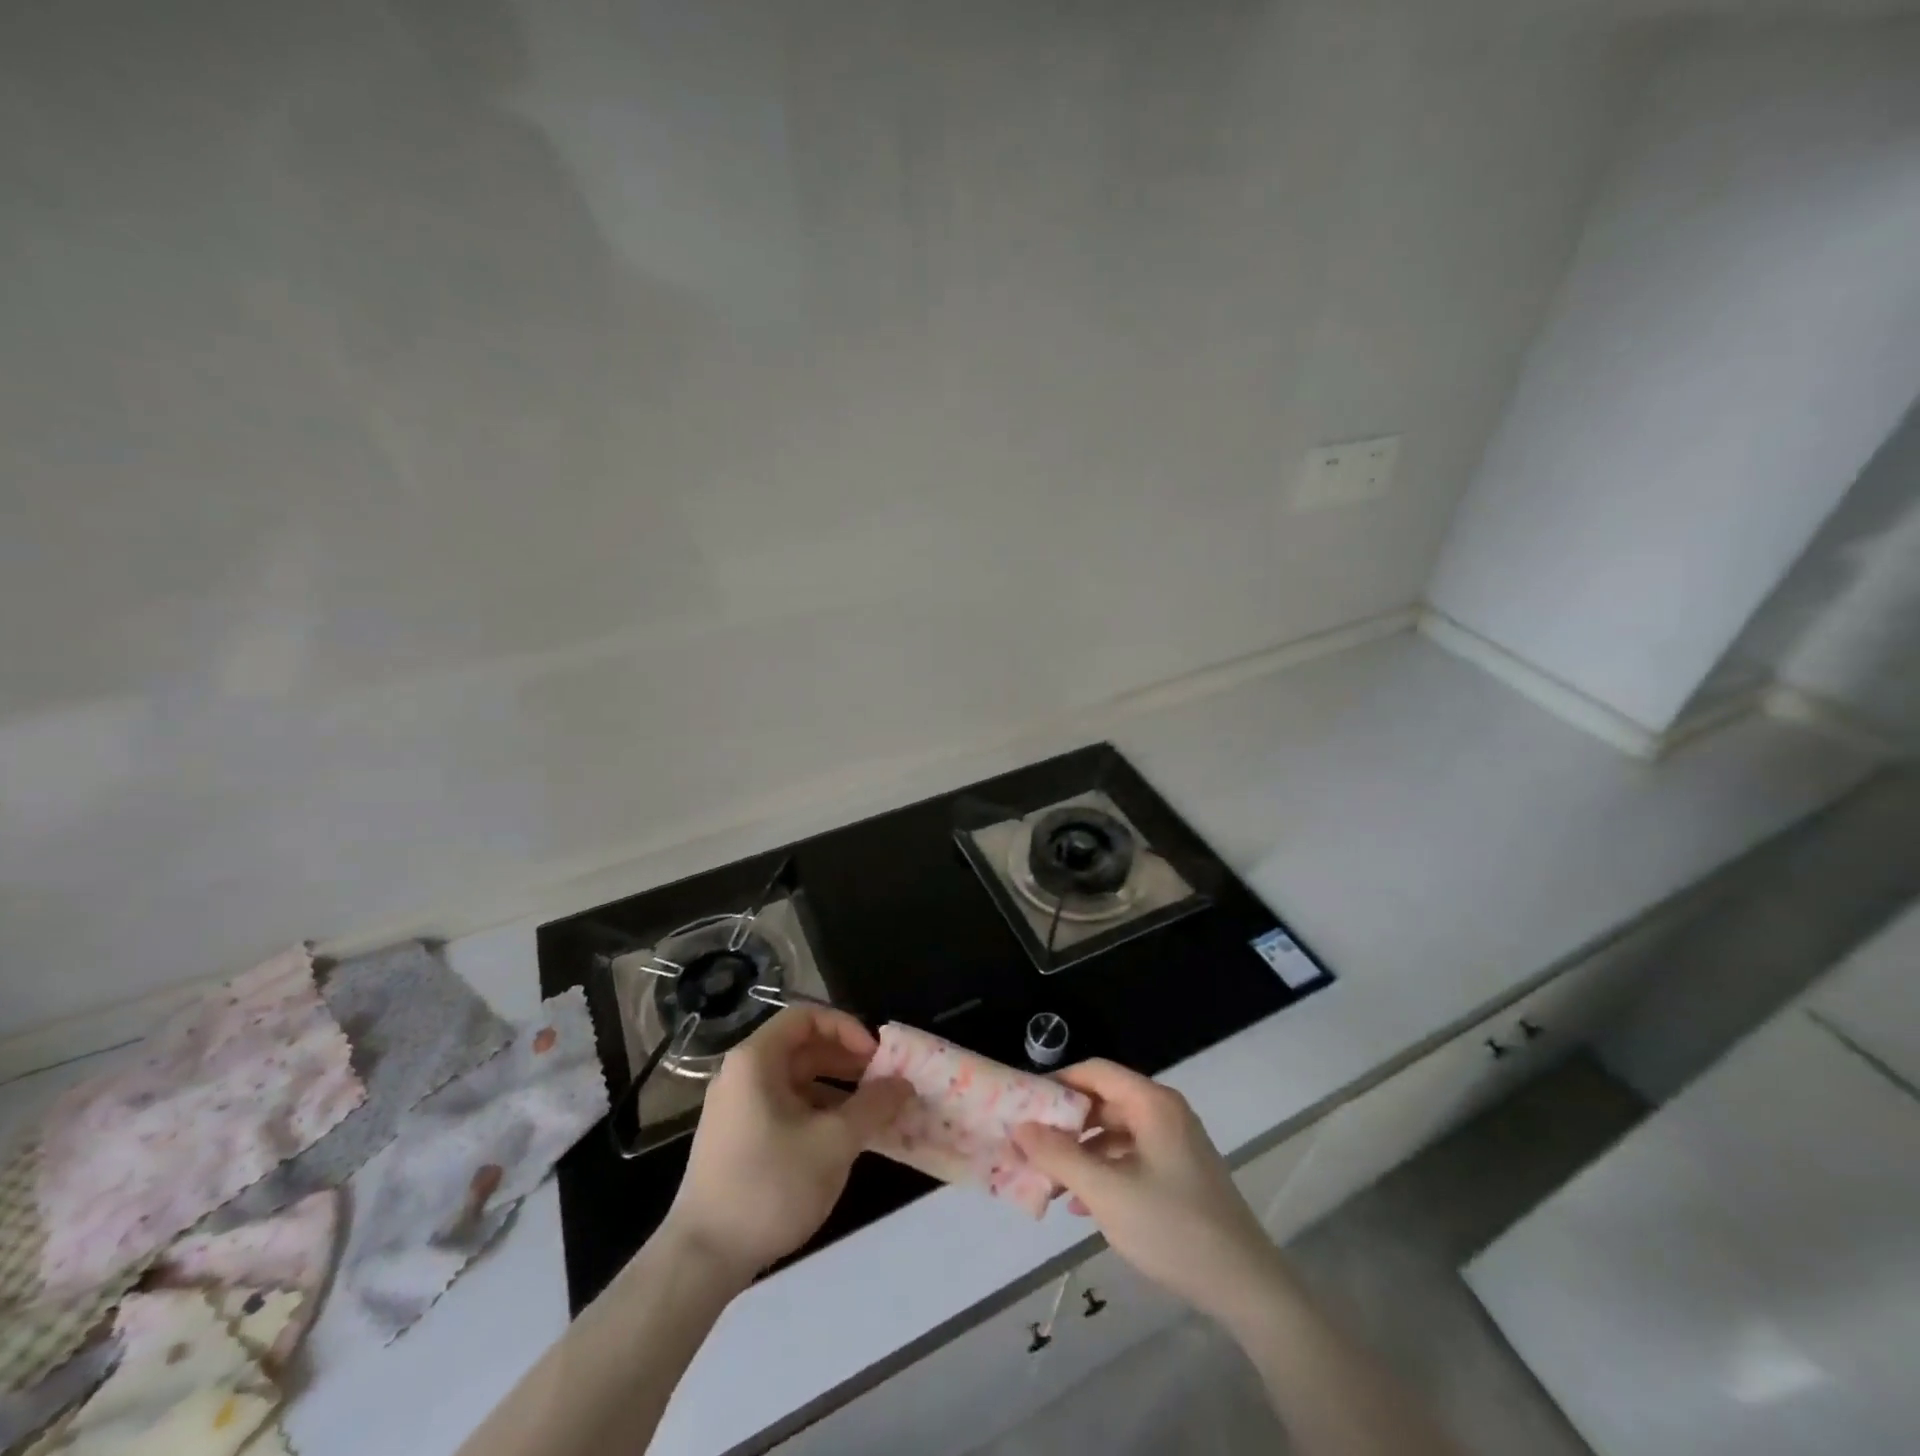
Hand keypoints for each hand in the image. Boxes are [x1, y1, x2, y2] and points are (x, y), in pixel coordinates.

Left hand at [662, 1007, 909, 1283]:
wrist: (702, 1258)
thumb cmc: (770, 1185)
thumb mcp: (833, 1143)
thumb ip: (873, 1106)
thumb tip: (903, 1084)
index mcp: (756, 1060)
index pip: (806, 1017)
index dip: (846, 1029)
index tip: (875, 1057)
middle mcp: (741, 1073)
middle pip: (801, 1047)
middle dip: (846, 1060)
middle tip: (883, 1082)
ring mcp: (736, 1107)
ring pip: (795, 1080)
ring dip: (835, 1088)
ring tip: (871, 1112)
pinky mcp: (737, 1138)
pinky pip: (784, 1107)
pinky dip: (816, 1112)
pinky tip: (842, 1139)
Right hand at [1013, 1060, 1281, 1324]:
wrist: (1246, 1287)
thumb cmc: (1173, 1229)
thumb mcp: (1107, 1193)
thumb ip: (1060, 1157)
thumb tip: (1020, 1127)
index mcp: (1152, 1103)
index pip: (1095, 1071)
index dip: (1058, 1083)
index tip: (1024, 1106)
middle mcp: (1164, 1112)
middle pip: (1104, 1101)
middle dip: (1065, 1124)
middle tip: (1030, 1147)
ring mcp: (1174, 1142)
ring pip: (1115, 1131)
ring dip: (1081, 1153)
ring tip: (1049, 1182)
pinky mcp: (1179, 1171)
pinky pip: (1130, 1156)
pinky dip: (1104, 1171)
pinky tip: (1081, 1205)